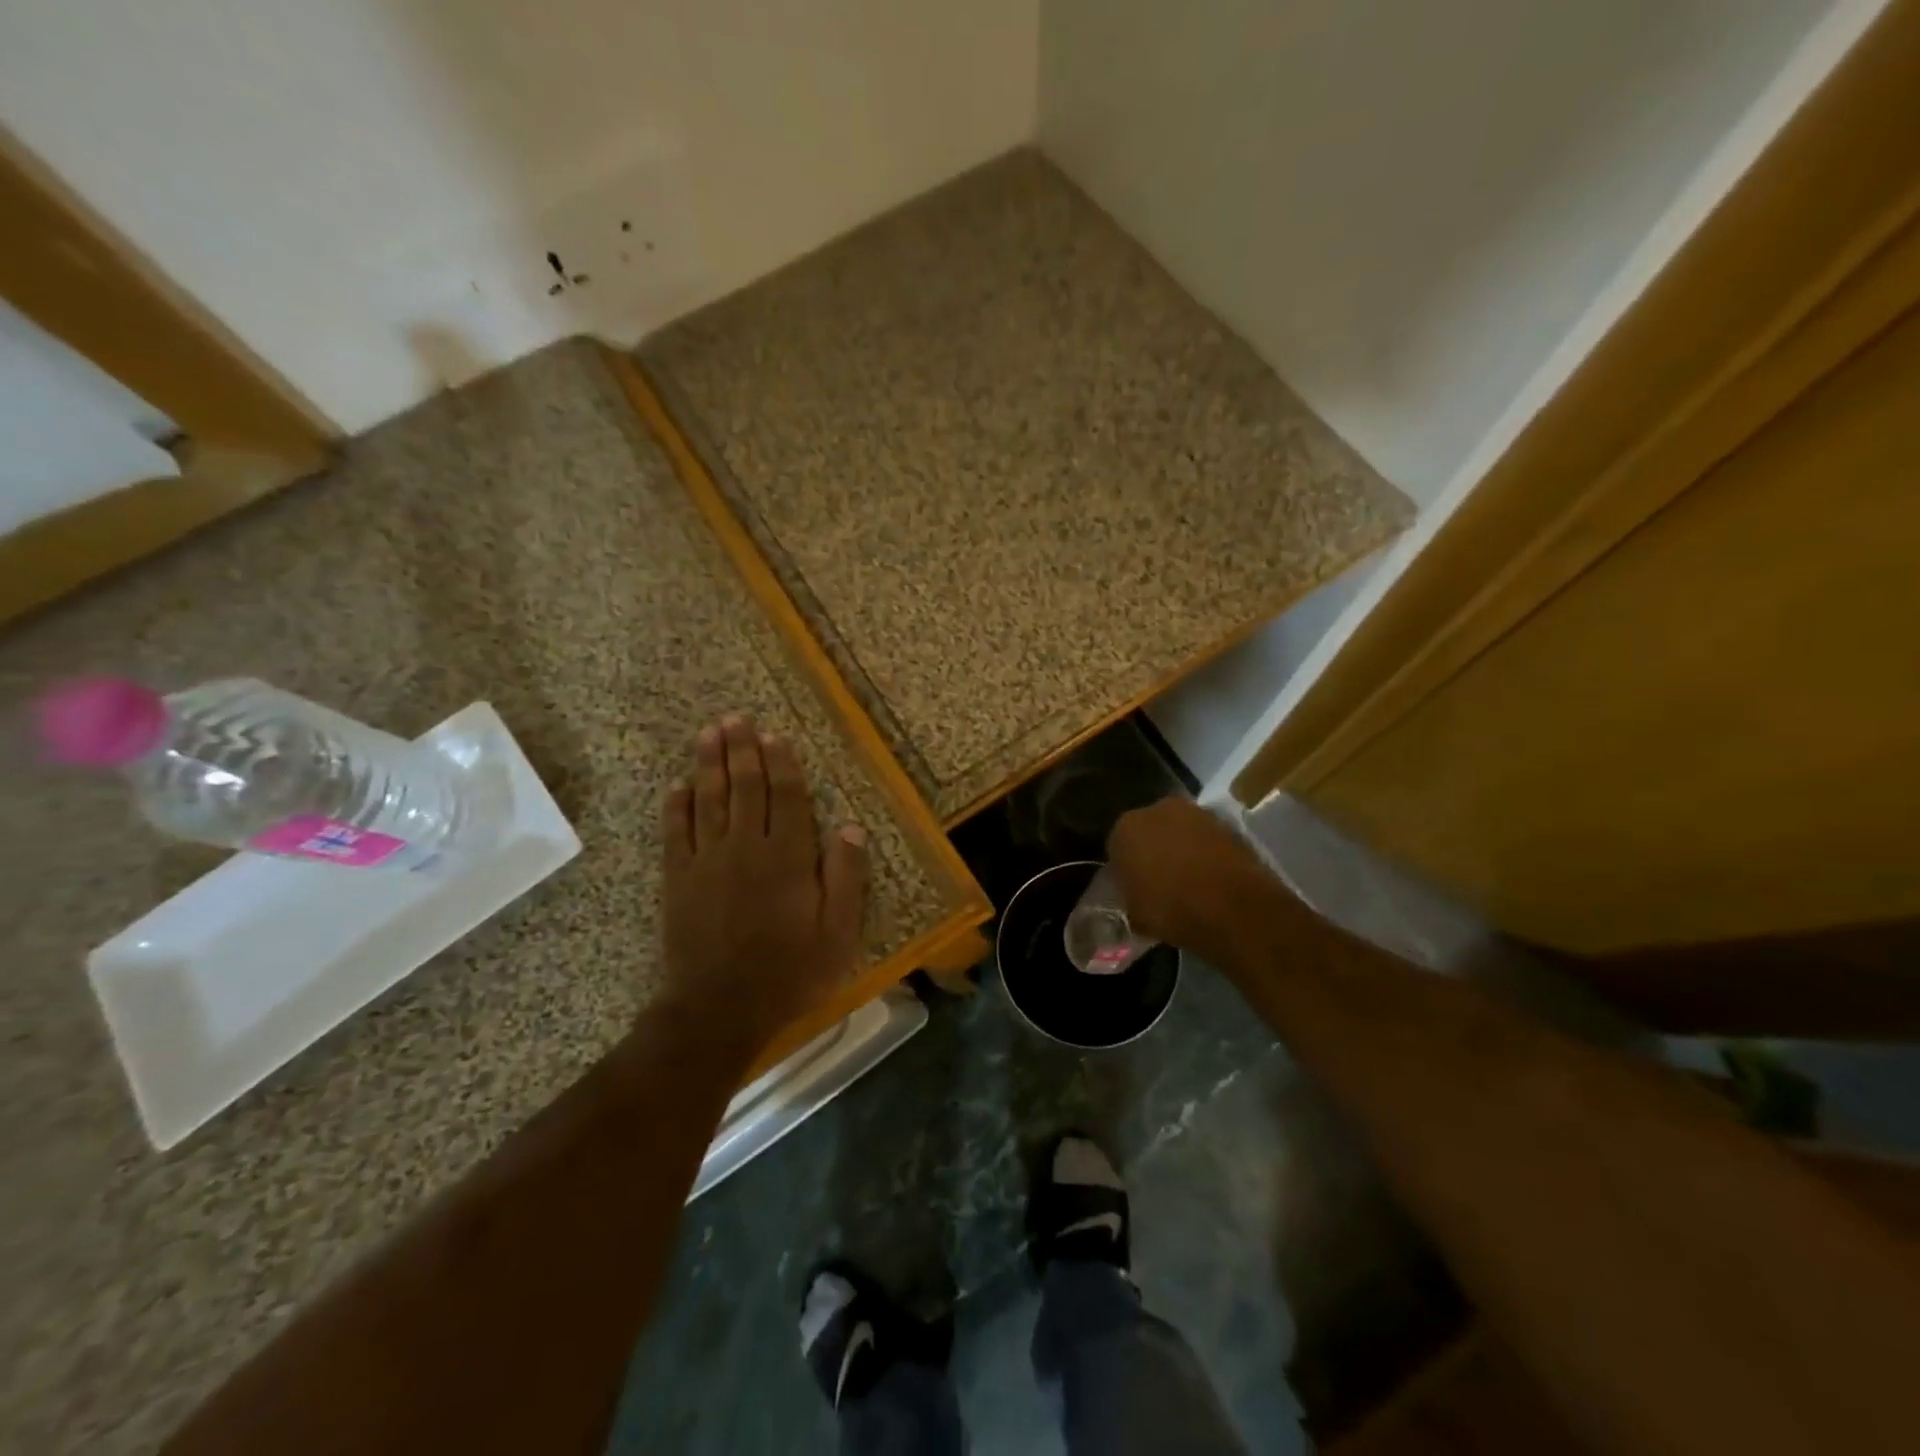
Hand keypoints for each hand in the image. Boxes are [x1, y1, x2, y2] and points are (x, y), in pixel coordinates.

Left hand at [659, 715, 869, 1057]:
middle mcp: (746, 848)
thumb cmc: (789, 972)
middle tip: (735, 718)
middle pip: (744, 788)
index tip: (774, 736)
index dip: (781, 764)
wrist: (719, 1008)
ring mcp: (707, 862)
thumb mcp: (837, 933)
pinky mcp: (678, 880)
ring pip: (709, 801)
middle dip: (741, 751)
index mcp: (787, 857)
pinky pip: (676, 833)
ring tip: (708, 734)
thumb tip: (851, 827)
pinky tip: (677, 785)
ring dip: (709, 765)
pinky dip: (676, 806)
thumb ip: (846, 877)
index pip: (785, 797)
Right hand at [1106, 798, 1277, 956]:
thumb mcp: (1136, 914)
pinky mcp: (1228, 823)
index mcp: (1125, 828)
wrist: (1233, 907)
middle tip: (1161, 880)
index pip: (1117, 846)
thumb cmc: (1172, 909)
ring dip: (1182, 848)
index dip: (1126, 868)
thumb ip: (1130, 896)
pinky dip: (1208, 853)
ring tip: (1191, 880)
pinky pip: (1207, 839)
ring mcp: (1196, 813)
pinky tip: (1212, 878)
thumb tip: (1136, 896)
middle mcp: (1157, 809)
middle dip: (1154, 850)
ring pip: (1181, 831)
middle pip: (1150, 831)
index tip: (1134, 887)